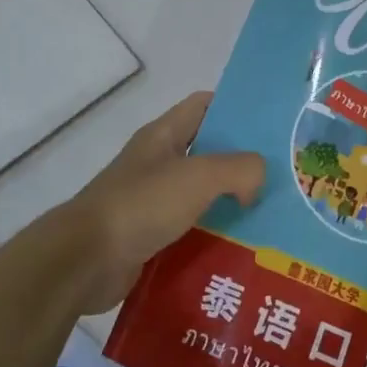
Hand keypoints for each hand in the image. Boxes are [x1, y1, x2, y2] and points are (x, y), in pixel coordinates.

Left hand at [57, 91, 263, 312]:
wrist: (85, 261)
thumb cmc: (141, 205)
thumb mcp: (199, 176)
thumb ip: (240, 169)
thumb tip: (255, 183)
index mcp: (163, 136)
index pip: (204, 105)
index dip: (236, 108)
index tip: (270, 125)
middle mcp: (157, 163)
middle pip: (208, 152)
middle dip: (242, 163)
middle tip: (281, 176)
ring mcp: (151, 201)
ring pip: (201, 195)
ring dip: (230, 205)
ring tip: (269, 217)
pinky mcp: (149, 237)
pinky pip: (190, 230)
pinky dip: (212, 238)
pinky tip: (240, 251)